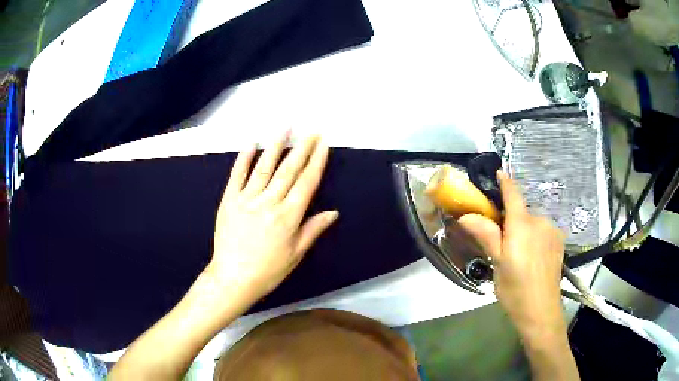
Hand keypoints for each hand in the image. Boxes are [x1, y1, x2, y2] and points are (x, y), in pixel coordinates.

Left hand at [206, 134, 337, 307]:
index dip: (316, 162)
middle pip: (289, 170)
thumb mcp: (296, 254)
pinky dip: (244, 158)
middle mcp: (269, 202)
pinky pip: (237, 176)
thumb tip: (333, 212)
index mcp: (288, 216)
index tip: (323, 144)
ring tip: (285, 127)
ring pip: (264, 167)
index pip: (306, 183)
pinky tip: (251, 143)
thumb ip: (313, 230)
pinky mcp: (229, 200)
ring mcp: (247, 199)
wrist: (233, 277)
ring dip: (276, 145)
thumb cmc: (268, 270)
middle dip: (302, 148)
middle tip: (310, 131)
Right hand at [458, 171, 565, 339]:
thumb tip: (466, 216)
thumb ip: (487, 235)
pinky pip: (543, 231)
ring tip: (519, 256)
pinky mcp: (559, 241)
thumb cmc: (515, 289)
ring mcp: (553, 231)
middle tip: (503, 243)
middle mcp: (540, 221)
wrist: (541, 311)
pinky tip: (533, 258)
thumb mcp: (497, 264)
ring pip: (533, 223)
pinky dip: (536, 237)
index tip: (499, 173)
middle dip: (512, 221)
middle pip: (523, 212)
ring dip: (525, 231)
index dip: (506, 182)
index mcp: (522, 224)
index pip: (513, 194)